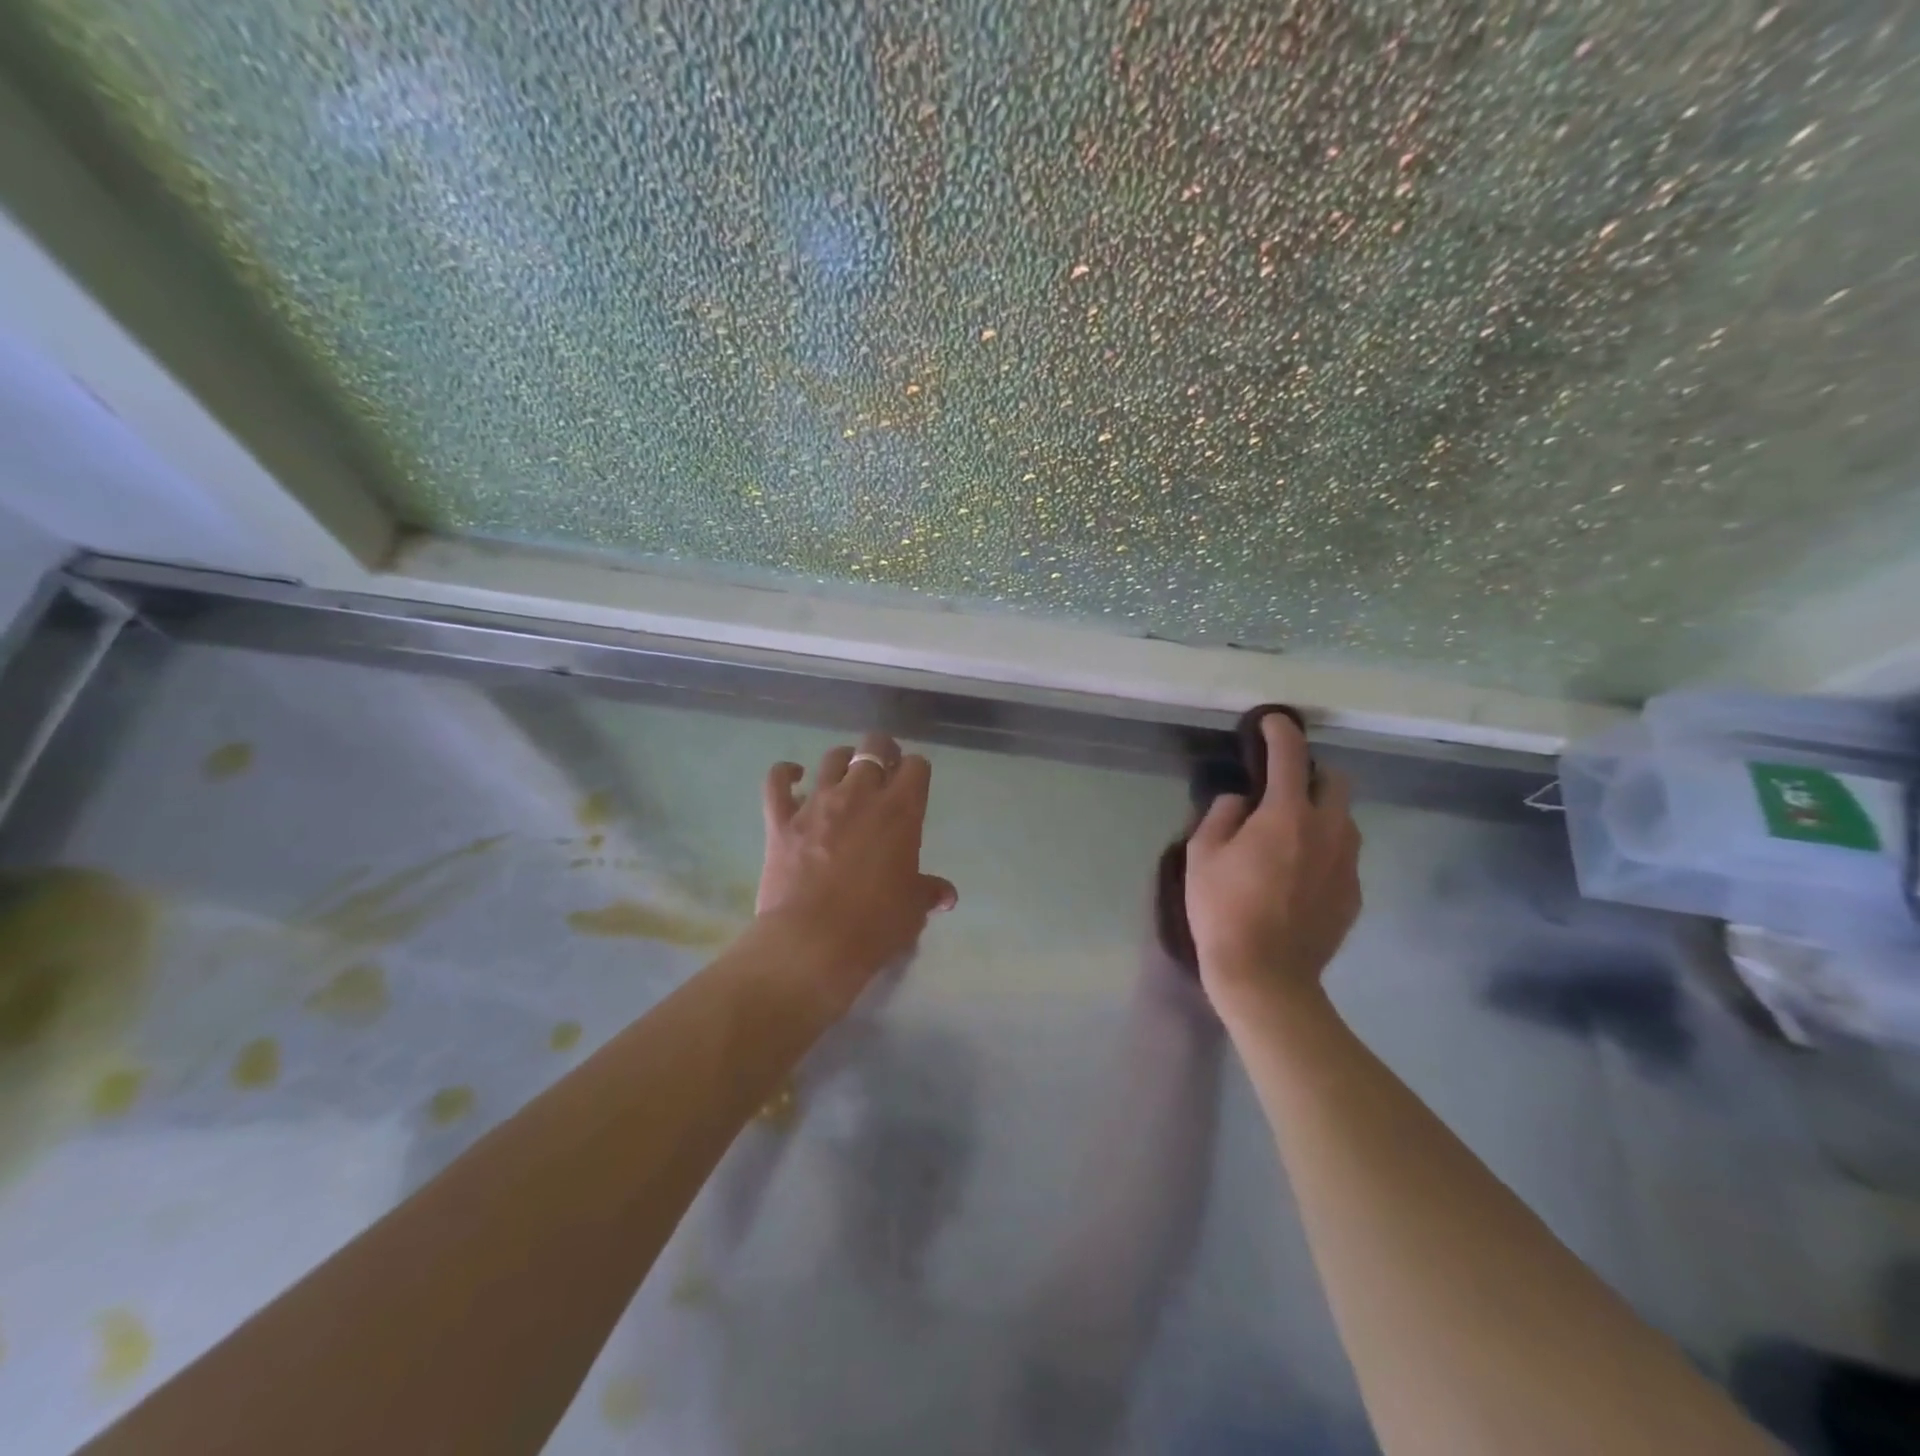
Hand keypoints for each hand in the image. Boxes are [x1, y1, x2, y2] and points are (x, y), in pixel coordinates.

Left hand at [757, 731, 956, 1007]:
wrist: (813, 943)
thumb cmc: (874, 926)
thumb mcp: (912, 910)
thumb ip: (928, 892)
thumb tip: (946, 895)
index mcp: (900, 811)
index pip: (917, 767)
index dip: (916, 771)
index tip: (913, 785)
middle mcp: (860, 795)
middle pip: (874, 747)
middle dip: (883, 751)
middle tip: (884, 769)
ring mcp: (817, 803)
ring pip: (832, 758)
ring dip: (843, 761)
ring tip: (846, 775)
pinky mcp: (781, 819)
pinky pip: (777, 781)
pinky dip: (785, 774)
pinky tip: (793, 776)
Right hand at [1184, 714, 1361, 1013]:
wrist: (1266, 977)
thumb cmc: (1224, 910)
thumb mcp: (1201, 855)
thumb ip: (1221, 815)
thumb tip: (1241, 801)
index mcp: (1287, 815)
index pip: (1291, 755)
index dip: (1281, 731)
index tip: (1272, 721)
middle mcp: (1328, 831)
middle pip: (1337, 781)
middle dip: (1313, 774)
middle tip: (1282, 790)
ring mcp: (1347, 864)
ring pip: (1345, 820)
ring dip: (1321, 813)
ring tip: (1290, 835)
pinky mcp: (1354, 894)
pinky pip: (1344, 856)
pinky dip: (1324, 851)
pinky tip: (1298, 876)